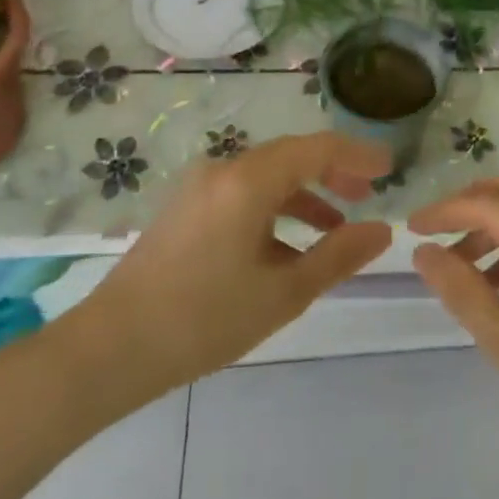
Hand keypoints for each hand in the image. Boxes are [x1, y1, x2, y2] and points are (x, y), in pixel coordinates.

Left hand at [62, 132, 392, 418]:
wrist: (107, 351)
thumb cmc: (203, 320)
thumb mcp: (283, 292)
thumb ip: (338, 256)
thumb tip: (382, 229)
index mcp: (250, 181)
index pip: (318, 148)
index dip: (358, 154)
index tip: (390, 168)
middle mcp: (225, 170)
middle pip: (292, 156)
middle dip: (334, 172)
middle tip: (368, 194)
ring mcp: (200, 188)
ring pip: (268, 176)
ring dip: (306, 194)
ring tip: (338, 225)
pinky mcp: (185, 208)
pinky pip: (244, 193)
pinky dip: (275, 209)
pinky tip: (289, 247)